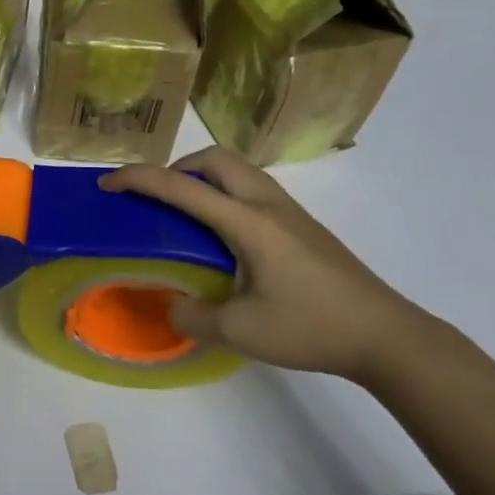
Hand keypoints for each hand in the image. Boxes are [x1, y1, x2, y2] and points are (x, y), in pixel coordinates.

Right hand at [100, 147, 443, 381]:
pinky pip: (252, 188)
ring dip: (203, 177)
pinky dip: (224, 191)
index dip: (140, 179)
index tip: (108, 183)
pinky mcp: (303, 225)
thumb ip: (193, 317)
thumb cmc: (312, 328)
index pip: (183, 187)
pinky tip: (223, 233)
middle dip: (176, 167)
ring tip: (185, 212)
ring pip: (238, 169)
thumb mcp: (241, 333)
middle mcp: (268, 205)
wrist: (386, 335)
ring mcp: (290, 212)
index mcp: (248, 223)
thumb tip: (171, 306)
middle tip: (155, 197)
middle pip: (216, 159)